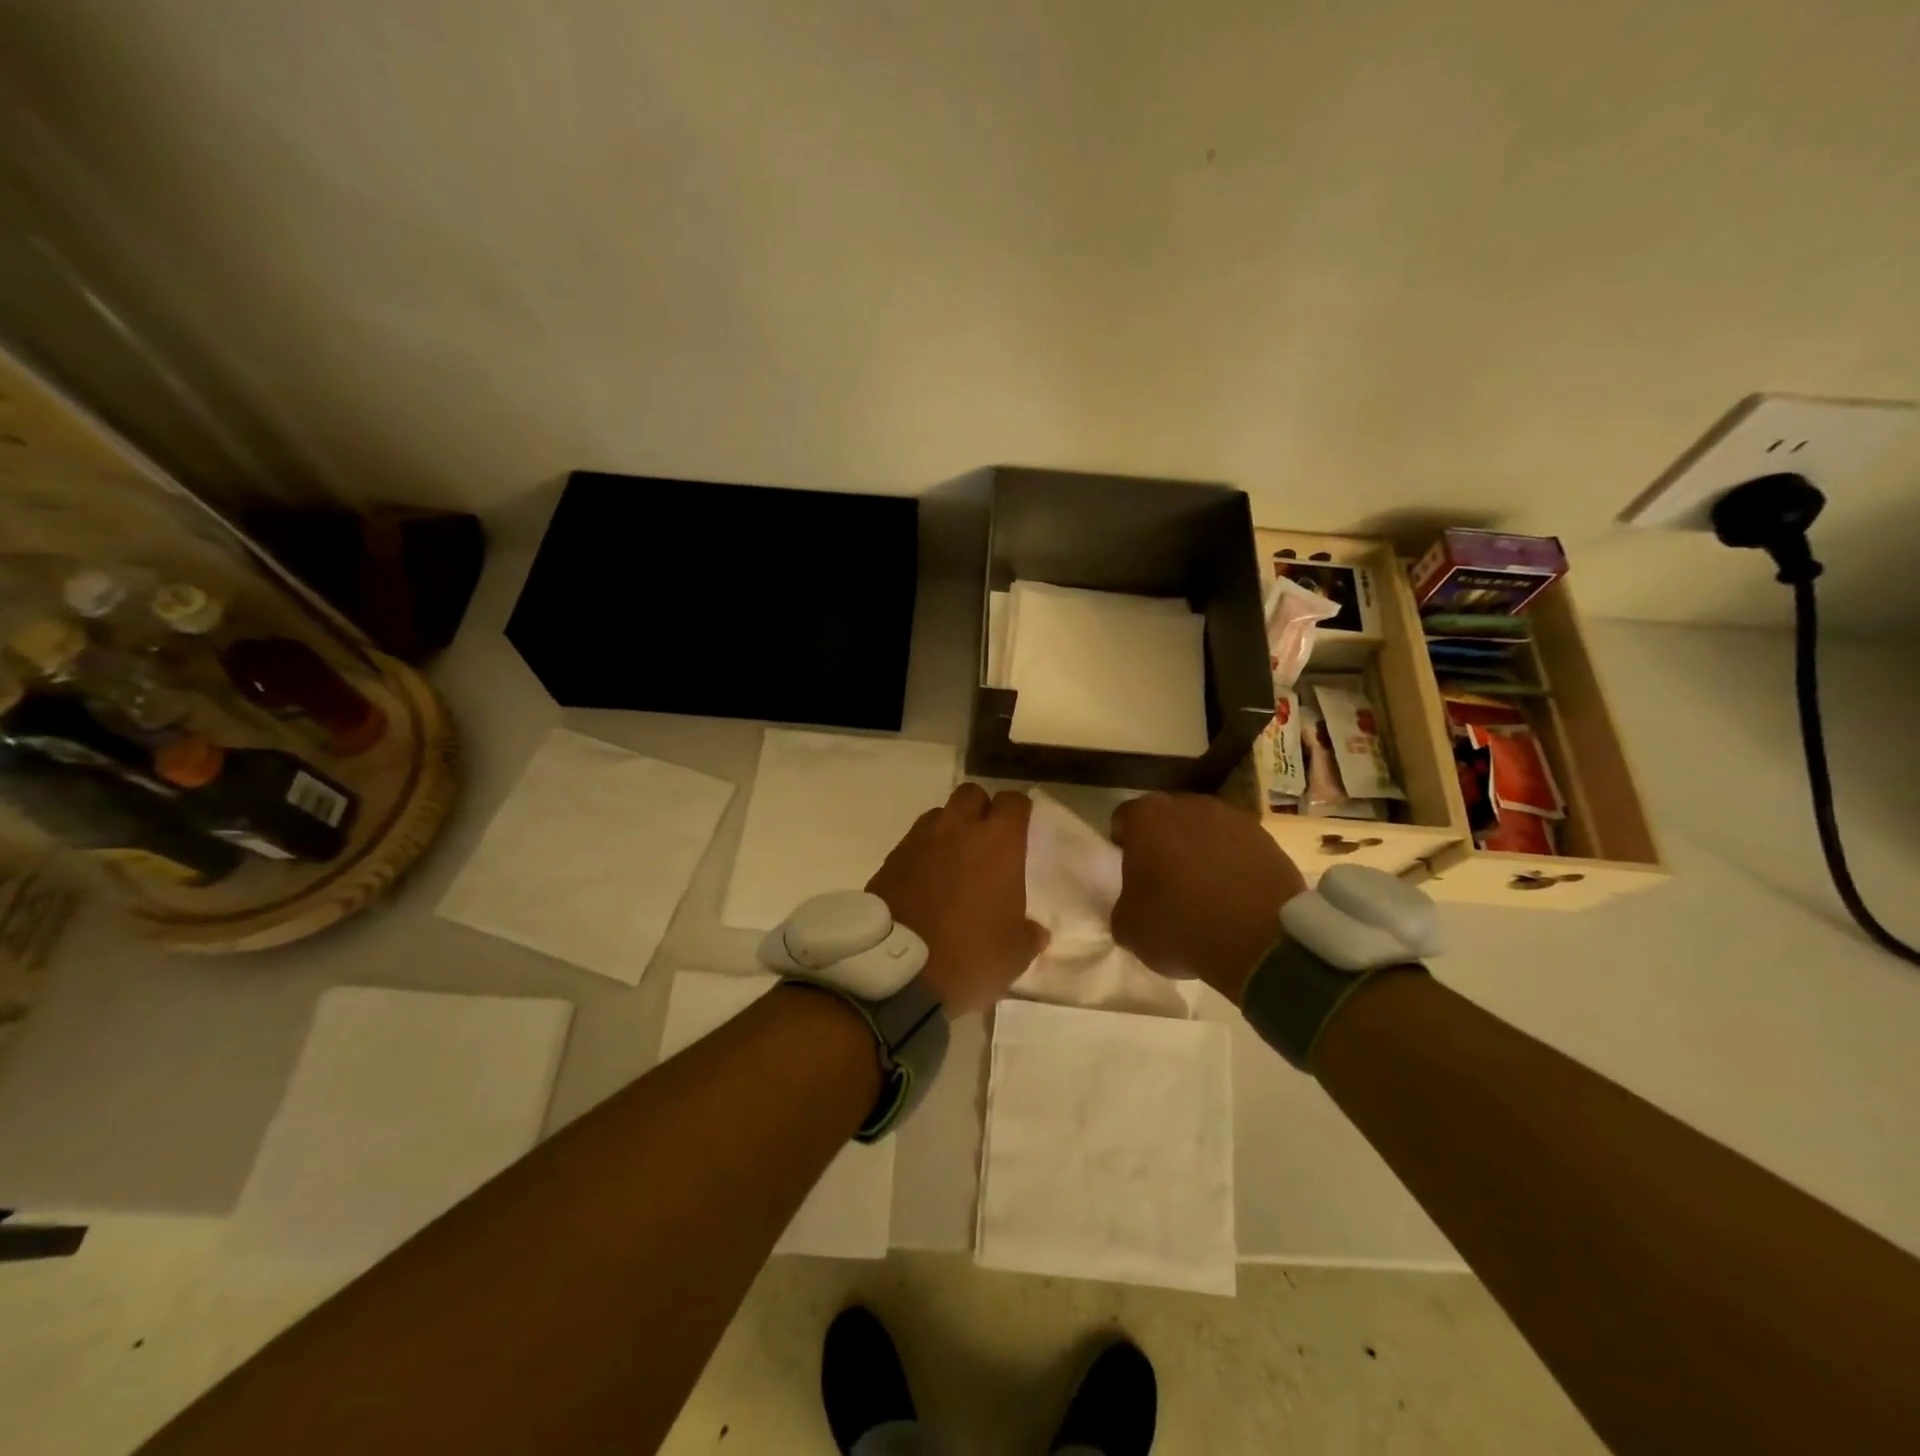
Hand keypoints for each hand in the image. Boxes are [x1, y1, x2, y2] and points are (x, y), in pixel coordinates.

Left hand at [867, 783, 1046, 1015]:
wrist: (897, 971)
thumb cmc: (970, 955)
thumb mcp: (1015, 954)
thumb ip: (1029, 934)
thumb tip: (1035, 931)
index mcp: (997, 842)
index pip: (1013, 801)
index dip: (1018, 812)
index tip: (1020, 830)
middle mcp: (958, 829)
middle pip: (971, 794)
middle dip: (980, 810)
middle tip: (985, 841)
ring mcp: (919, 840)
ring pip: (939, 815)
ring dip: (949, 829)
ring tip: (953, 861)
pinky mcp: (890, 858)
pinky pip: (913, 842)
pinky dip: (923, 853)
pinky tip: (925, 881)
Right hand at [1111, 792, 1307, 1001]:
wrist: (1260, 941)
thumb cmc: (1180, 925)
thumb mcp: (1128, 927)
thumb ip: (1123, 905)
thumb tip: (1133, 905)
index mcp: (1147, 817)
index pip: (1124, 818)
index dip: (1123, 844)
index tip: (1130, 872)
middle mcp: (1189, 805)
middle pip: (1167, 819)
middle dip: (1163, 842)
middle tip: (1164, 880)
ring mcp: (1233, 818)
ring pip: (1205, 830)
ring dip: (1200, 851)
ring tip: (1204, 890)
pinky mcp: (1267, 839)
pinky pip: (1238, 847)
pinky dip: (1233, 864)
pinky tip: (1234, 897)